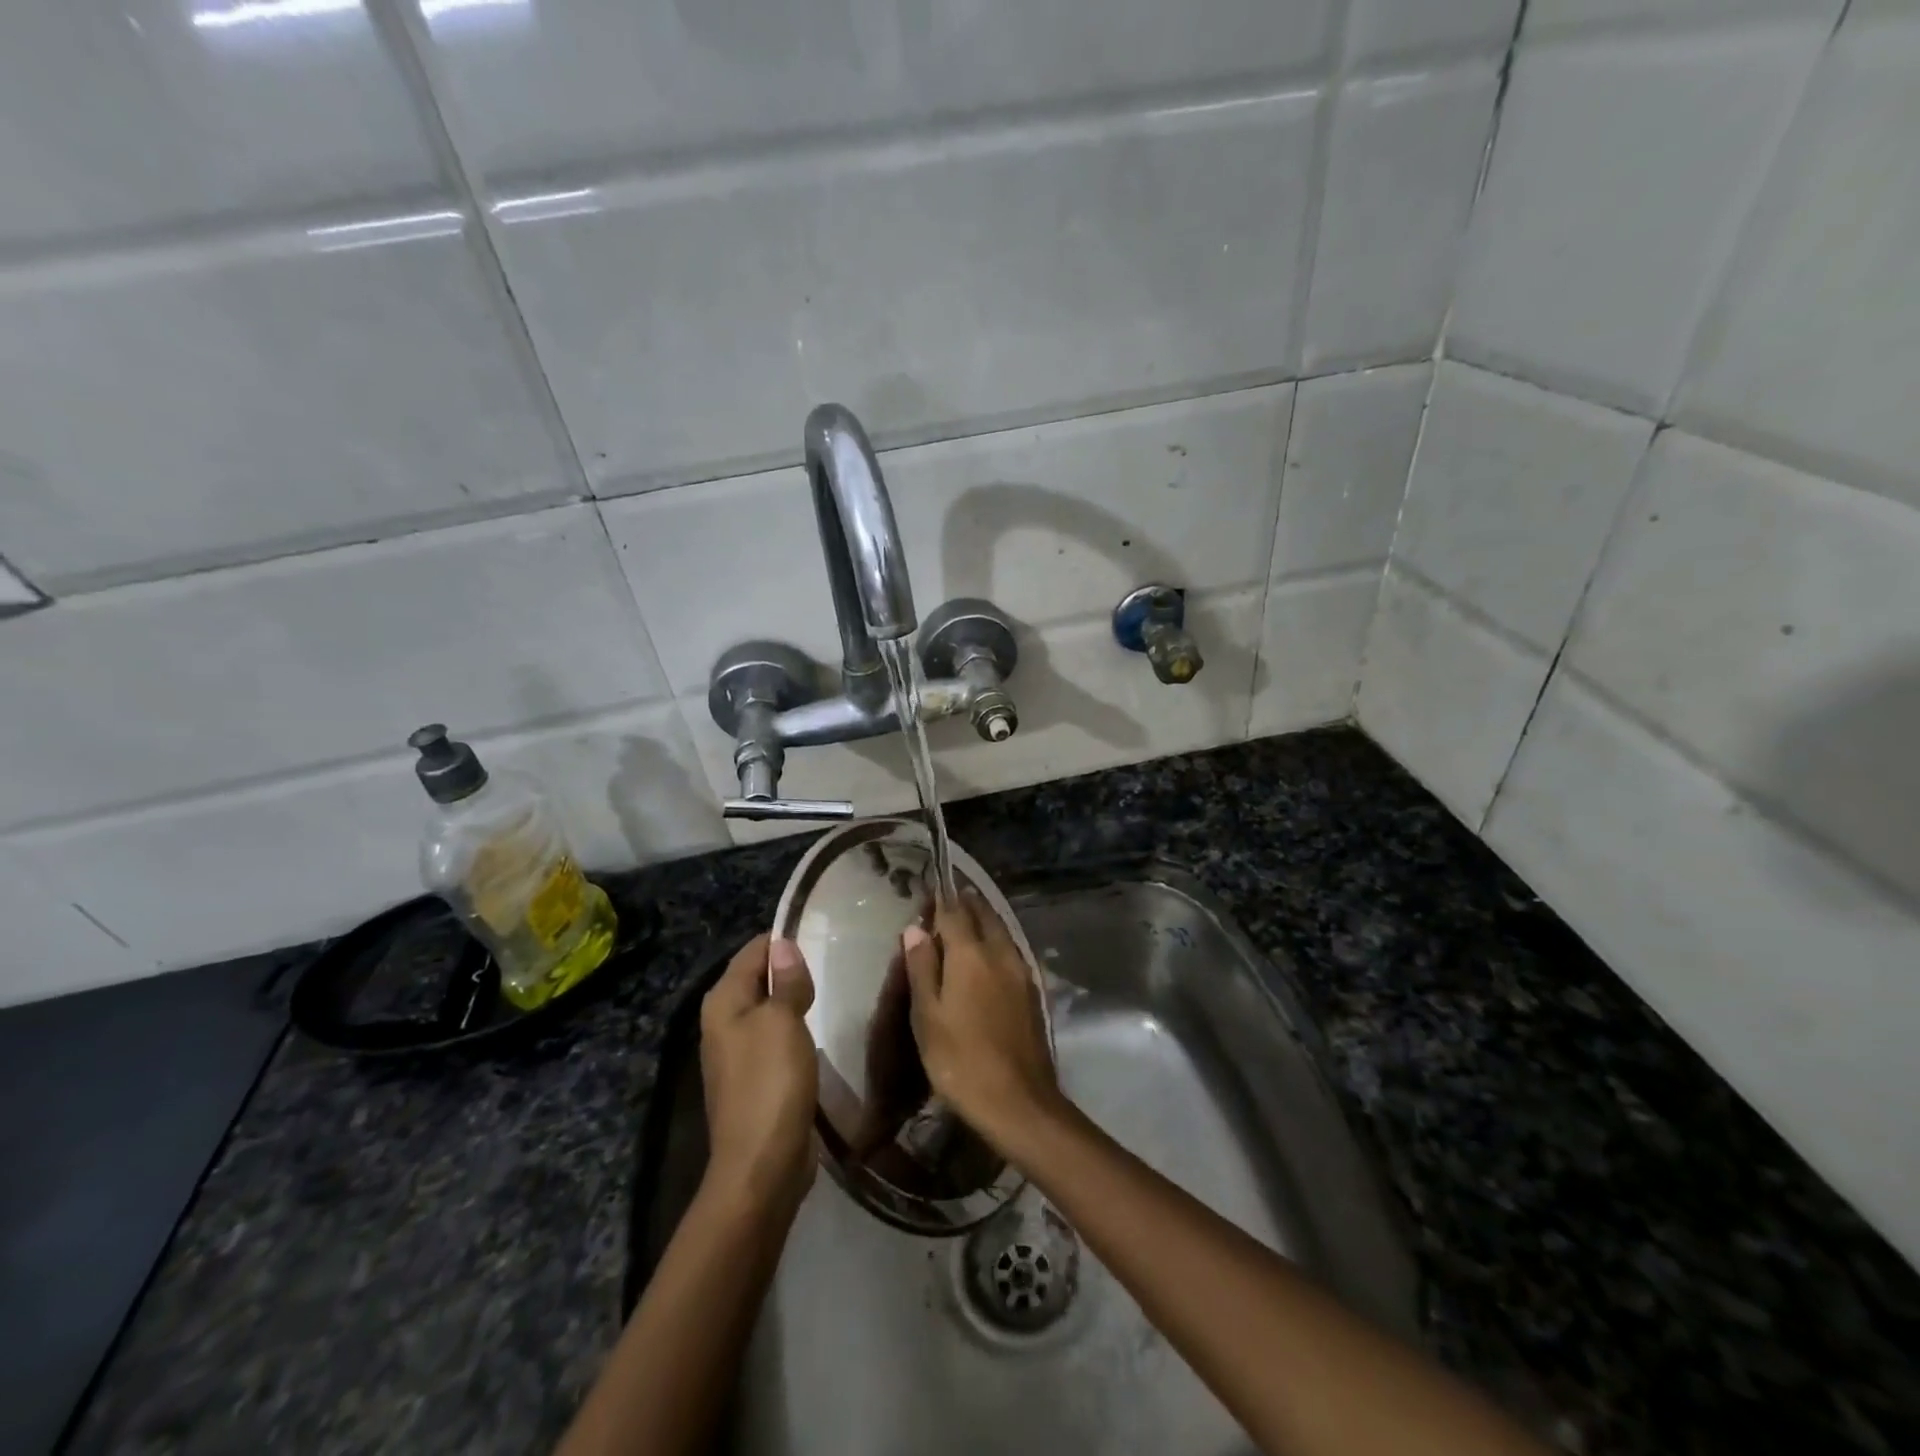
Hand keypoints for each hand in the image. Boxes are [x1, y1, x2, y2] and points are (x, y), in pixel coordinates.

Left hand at [699, 935, 817, 1210]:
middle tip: (834, 959)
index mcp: (723, 1002)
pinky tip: (820, 1030)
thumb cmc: (770, 1082)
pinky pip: (776, 1038)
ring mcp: (738, 1053)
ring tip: (832, 988)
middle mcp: (724, 1022)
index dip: (783, 940)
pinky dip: (796, 1029)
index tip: (822, 933)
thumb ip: (785, 981)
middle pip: (759, 978)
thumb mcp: (782, 1021)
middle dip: (791, 969)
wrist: (762, 1165)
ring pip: (769, 1009)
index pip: (753, 951)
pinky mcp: (756, 1078)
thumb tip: (783, 944)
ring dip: (796, 1000)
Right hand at [900, 890, 1057, 1148]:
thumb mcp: (927, 1016)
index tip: (930, 892)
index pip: (954, 913)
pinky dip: (996, 941)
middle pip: (984, 915)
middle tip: (950, 900)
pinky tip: (987, 955)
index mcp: (971, 954)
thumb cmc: (961, 1060)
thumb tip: (915, 929)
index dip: (941, 901)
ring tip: (967, 920)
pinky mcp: (1032, 991)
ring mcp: (1021, 972)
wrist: (1019, 1102)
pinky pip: (1011, 951)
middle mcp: (1000, 953)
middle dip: (967, 904)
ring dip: (984, 920)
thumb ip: (922, 968)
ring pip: (1002, 931)